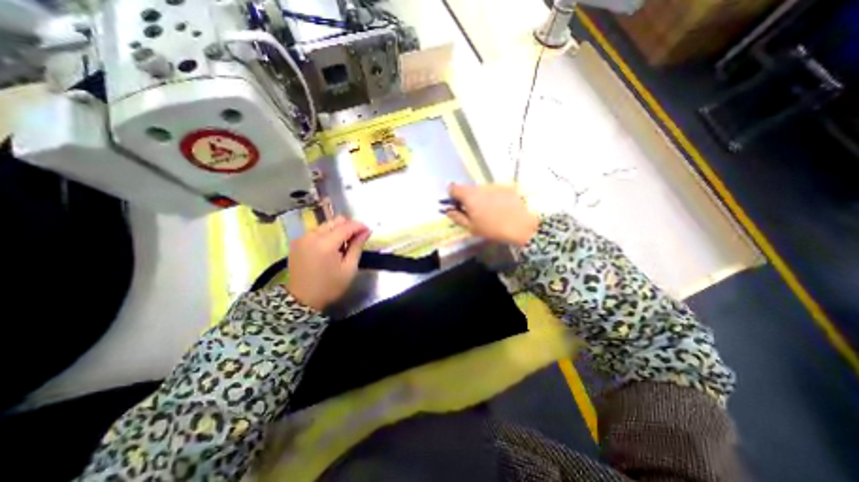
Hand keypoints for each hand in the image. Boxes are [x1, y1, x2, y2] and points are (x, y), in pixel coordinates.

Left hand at [286, 214, 370, 311]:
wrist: (302, 299)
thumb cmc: (330, 286)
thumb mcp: (349, 268)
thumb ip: (357, 246)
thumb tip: (366, 231)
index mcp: (325, 244)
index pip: (346, 226)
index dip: (359, 226)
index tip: (369, 230)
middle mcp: (312, 236)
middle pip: (335, 221)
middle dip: (349, 226)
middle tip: (357, 237)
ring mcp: (302, 238)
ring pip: (326, 225)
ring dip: (338, 230)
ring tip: (345, 243)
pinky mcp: (297, 241)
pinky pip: (316, 231)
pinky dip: (327, 234)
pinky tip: (332, 245)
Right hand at [444, 183, 533, 246]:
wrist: (521, 226)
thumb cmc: (492, 229)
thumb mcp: (471, 227)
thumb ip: (457, 217)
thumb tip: (448, 211)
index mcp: (469, 196)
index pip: (453, 188)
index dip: (452, 196)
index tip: (457, 205)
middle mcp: (480, 187)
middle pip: (468, 189)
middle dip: (467, 198)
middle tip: (474, 212)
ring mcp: (494, 185)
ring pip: (481, 189)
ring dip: (481, 197)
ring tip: (490, 211)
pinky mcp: (506, 187)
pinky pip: (494, 190)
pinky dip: (493, 197)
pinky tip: (501, 208)